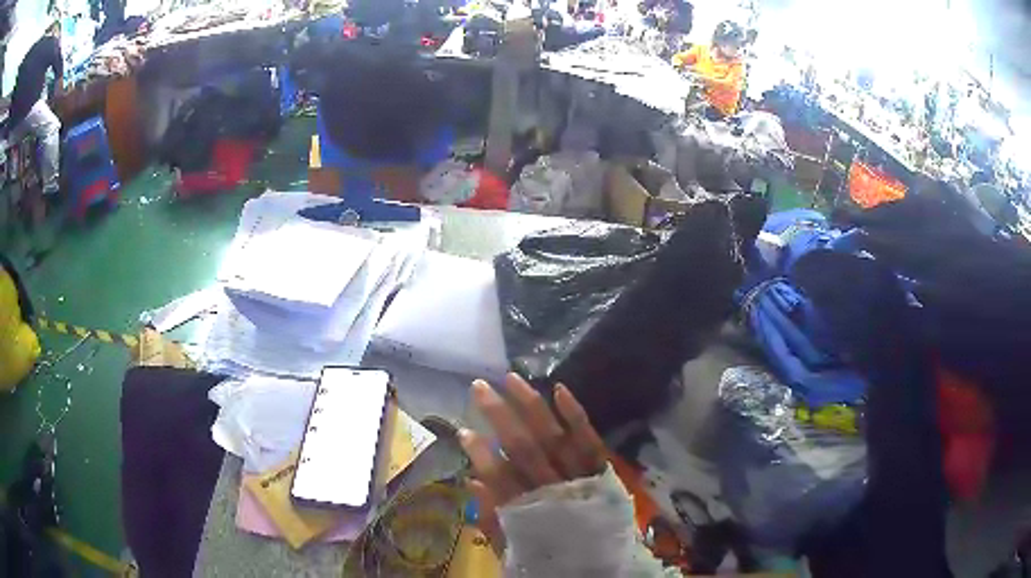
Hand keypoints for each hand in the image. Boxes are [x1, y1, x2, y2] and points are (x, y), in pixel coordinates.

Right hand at [459, 373, 607, 552]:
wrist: (606, 568)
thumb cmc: (555, 559)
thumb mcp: (515, 549)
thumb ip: (493, 520)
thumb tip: (472, 482)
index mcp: (528, 511)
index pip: (498, 477)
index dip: (480, 453)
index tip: (462, 431)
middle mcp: (553, 489)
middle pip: (523, 447)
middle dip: (499, 415)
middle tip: (479, 388)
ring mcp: (579, 477)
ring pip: (553, 436)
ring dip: (531, 405)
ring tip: (511, 378)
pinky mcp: (601, 470)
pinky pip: (589, 439)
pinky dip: (574, 415)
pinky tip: (559, 390)